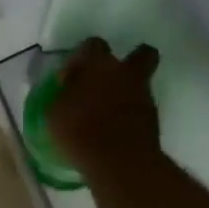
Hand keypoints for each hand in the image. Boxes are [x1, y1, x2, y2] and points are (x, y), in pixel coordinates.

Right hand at [46, 37, 161, 176]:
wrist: (121, 162)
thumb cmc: (80, 131)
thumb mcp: (55, 112)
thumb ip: (63, 93)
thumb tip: (69, 86)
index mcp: (99, 64)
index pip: (93, 44)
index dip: (81, 57)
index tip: (71, 77)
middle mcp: (125, 73)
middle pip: (141, 54)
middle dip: (130, 60)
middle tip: (109, 79)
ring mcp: (144, 95)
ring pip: (141, 82)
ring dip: (127, 90)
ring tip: (107, 112)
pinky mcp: (153, 119)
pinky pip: (141, 107)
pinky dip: (131, 113)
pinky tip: (116, 128)